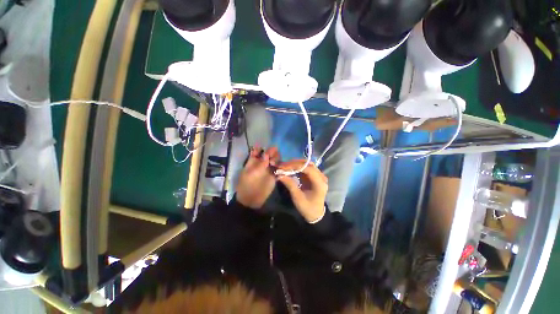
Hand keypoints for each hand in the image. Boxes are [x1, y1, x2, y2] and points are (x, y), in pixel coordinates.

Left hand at [236, 147, 280, 208]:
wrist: (251, 200)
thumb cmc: (247, 186)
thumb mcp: (251, 174)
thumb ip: (260, 164)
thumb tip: (266, 154)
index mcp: (253, 161)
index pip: (258, 151)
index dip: (261, 148)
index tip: (265, 150)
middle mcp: (262, 163)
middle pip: (269, 153)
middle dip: (271, 152)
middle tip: (272, 156)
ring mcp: (269, 169)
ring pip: (275, 159)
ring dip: (276, 158)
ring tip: (274, 163)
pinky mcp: (275, 175)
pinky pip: (279, 167)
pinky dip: (280, 166)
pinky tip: (279, 167)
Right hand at [277, 160, 327, 222]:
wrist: (316, 214)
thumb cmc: (308, 208)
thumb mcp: (298, 198)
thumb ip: (290, 185)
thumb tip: (279, 175)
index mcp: (320, 183)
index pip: (308, 169)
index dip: (296, 166)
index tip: (284, 167)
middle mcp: (321, 177)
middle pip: (308, 164)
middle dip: (295, 163)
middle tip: (283, 165)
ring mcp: (318, 176)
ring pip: (307, 165)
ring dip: (296, 164)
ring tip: (285, 165)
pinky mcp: (314, 176)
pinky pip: (306, 168)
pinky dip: (298, 167)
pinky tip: (290, 168)